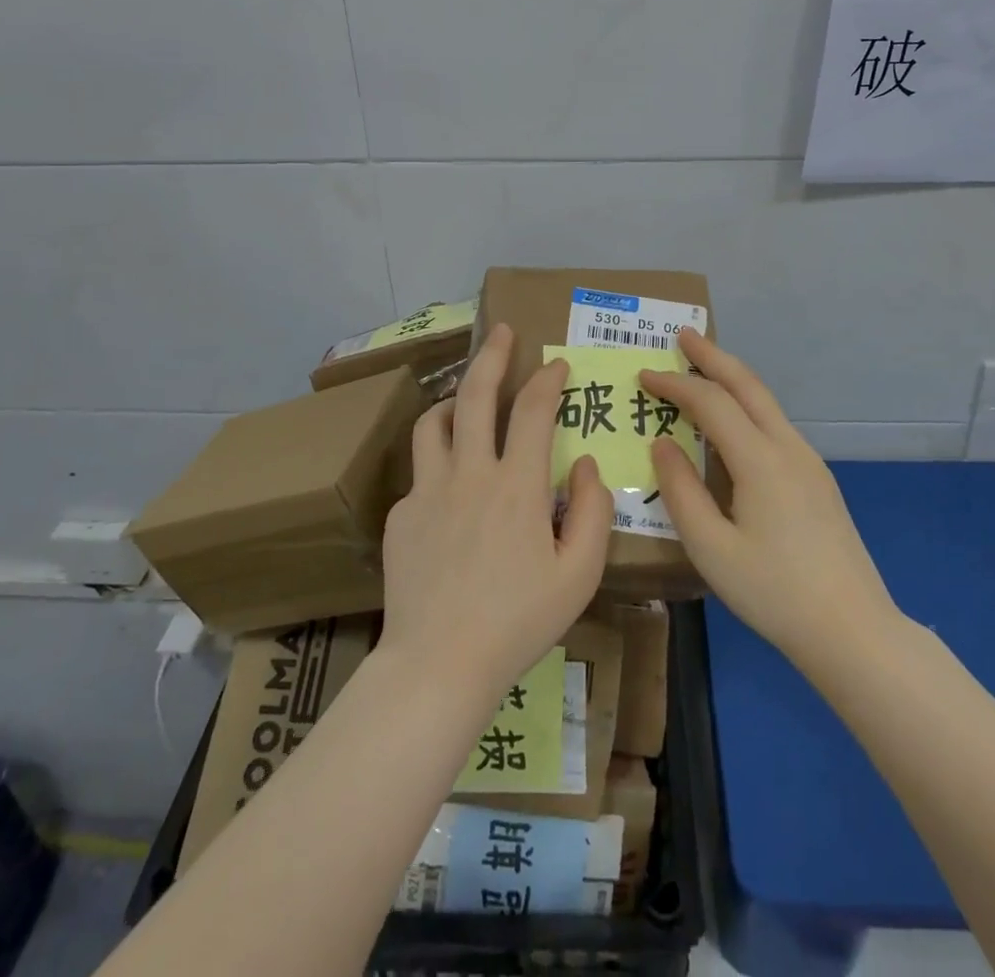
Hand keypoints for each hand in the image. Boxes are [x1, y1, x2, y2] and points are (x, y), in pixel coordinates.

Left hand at [380, 323, 613, 706]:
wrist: (439, 663)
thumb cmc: (518, 622)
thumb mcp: (579, 575)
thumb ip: (593, 511)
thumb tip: (584, 465)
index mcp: (516, 485)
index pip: (534, 410)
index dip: (548, 379)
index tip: (557, 364)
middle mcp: (469, 473)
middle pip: (477, 393)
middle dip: (492, 354)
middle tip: (502, 331)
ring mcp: (428, 490)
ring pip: (434, 421)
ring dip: (454, 400)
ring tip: (467, 400)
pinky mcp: (401, 514)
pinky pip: (421, 472)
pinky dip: (439, 462)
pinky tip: (450, 488)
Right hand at [641, 329, 898, 669]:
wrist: (853, 630)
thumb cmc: (774, 592)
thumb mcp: (711, 548)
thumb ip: (681, 491)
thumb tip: (661, 443)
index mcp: (760, 460)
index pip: (711, 403)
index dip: (675, 385)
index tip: (644, 376)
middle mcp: (788, 448)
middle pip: (748, 385)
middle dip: (713, 357)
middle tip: (683, 336)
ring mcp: (809, 462)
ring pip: (766, 403)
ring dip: (733, 379)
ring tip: (703, 370)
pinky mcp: (817, 480)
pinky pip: (775, 425)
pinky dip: (747, 406)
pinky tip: (733, 424)